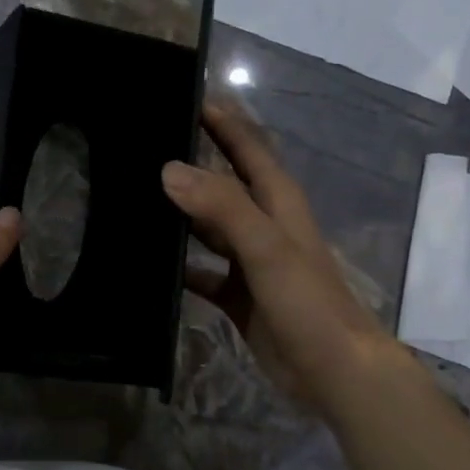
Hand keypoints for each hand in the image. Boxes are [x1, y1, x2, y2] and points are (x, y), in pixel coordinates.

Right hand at [162, 103, 396, 412]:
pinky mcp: (237, 296)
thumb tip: (169, 169)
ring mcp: (249, 263)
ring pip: (208, 228)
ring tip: (134, 198)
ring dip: (179, 214)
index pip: (248, 148)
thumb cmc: (309, 303)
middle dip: (191, 164)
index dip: (222, 122)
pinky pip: (201, 272)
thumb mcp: (268, 249)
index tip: (186, 96)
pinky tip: (148, 264)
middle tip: (144, 146)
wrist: (334, 373)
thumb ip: (222, 206)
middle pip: (223, 184)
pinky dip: (178, 266)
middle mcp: (263, 226)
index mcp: (278, 203)